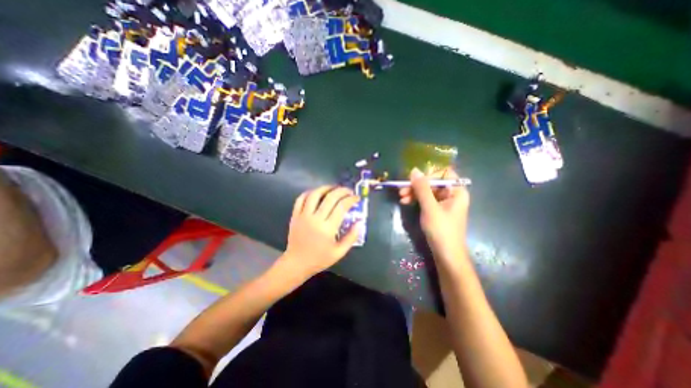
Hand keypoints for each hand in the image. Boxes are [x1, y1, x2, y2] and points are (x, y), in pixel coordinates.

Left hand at [284, 187, 361, 277]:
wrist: (297, 263)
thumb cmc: (320, 259)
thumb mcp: (339, 252)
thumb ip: (351, 237)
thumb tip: (359, 222)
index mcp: (328, 228)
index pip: (341, 206)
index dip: (351, 199)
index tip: (356, 198)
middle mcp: (315, 219)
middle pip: (330, 197)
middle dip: (342, 191)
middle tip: (349, 191)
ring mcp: (303, 216)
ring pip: (315, 194)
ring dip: (326, 188)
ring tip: (334, 188)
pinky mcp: (295, 215)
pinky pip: (301, 199)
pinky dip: (310, 192)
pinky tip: (317, 193)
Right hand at [400, 169, 468, 259]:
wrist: (446, 255)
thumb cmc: (441, 230)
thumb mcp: (430, 207)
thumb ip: (422, 188)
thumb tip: (414, 170)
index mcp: (457, 191)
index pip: (443, 173)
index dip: (428, 174)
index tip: (414, 180)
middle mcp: (452, 195)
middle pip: (433, 182)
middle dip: (417, 186)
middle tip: (402, 190)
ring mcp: (444, 203)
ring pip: (427, 191)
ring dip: (414, 193)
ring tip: (401, 198)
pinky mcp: (437, 211)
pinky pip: (426, 200)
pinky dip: (416, 200)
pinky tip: (406, 202)